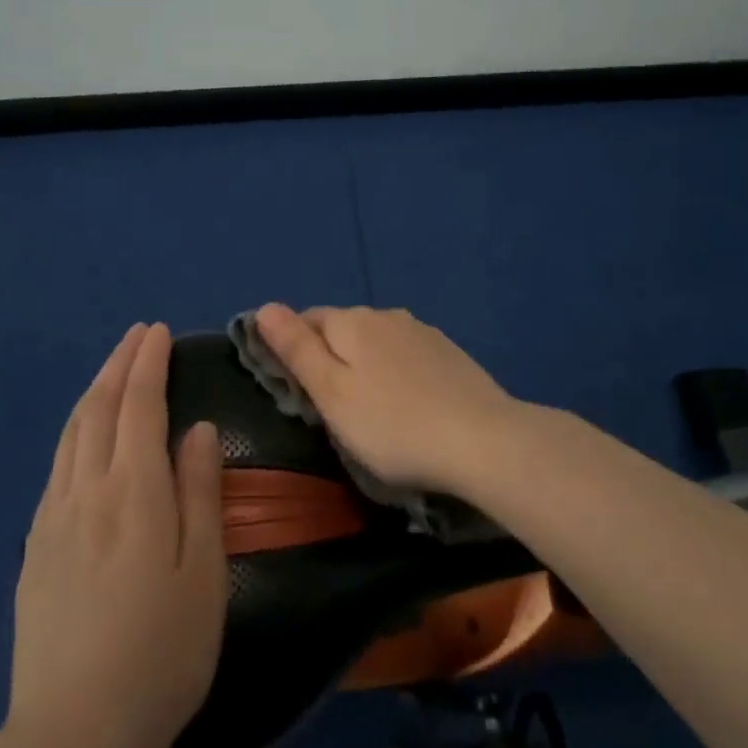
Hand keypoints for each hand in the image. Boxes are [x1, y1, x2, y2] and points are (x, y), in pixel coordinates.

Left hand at [9, 323, 225, 747]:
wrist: (73, 733)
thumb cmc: (161, 650)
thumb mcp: (202, 572)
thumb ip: (199, 492)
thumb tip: (198, 429)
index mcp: (133, 491)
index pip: (139, 406)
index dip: (148, 364)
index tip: (159, 332)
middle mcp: (87, 490)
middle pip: (100, 408)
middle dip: (120, 364)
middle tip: (138, 335)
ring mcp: (54, 518)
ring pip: (72, 433)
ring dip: (94, 390)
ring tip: (112, 368)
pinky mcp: (35, 547)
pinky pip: (57, 465)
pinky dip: (75, 430)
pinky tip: (82, 436)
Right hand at [254, 303, 523, 492]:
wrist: (483, 441)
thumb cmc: (393, 426)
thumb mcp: (332, 394)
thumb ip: (297, 349)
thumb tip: (264, 306)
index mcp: (352, 322)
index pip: (307, 320)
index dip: (293, 349)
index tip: (296, 389)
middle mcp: (386, 315)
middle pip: (342, 328)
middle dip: (329, 356)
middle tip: (329, 407)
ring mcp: (422, 331)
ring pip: (376, 341)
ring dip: (363, 364)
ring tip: (368, 408)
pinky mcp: (448, 352)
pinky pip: (406, 354)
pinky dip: (395, 371)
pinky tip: (405, 402)